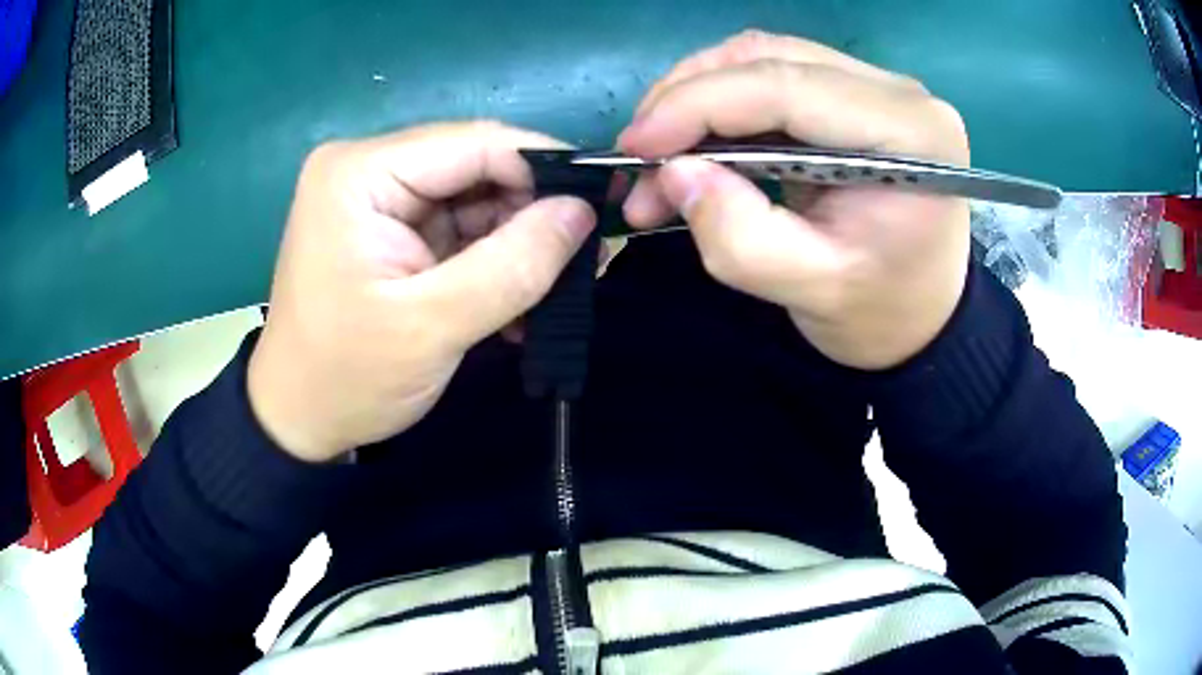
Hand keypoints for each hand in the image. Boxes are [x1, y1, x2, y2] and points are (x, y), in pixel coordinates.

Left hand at [248, 122, 595, 461]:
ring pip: (475, 200)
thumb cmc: (348, 377)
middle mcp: (367, 168)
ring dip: (518, 244)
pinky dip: (493, 261)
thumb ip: (513, 265)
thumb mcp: (433, 326)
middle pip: (476, 168)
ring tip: (559, 290)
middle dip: (534, 212)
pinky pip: (458, 229)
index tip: (604, 203)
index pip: (474, 142)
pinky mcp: (390, 229)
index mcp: (360, 172)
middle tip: (588, 259)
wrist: (297, 420)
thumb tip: (583, 213)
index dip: (547, 167)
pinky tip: (520, 301)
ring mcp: (378, 198)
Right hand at [618, 31, 971, 369]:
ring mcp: (876, 86)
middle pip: (769, 57)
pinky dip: (722, 106)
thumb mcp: (812, 292)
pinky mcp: (853, 94)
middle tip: (639, 156)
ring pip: (762, 58)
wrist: (922, 316)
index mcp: (909, 136)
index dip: (698, 105)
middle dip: (688, 98)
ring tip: (662, 158)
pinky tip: (697, 145)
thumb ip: (740, 238)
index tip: (635, 146)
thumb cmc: (881, 313)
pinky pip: (772, 76)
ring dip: (698, 98)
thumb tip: (675, 173)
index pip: (786, 87)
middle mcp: (897, 92)